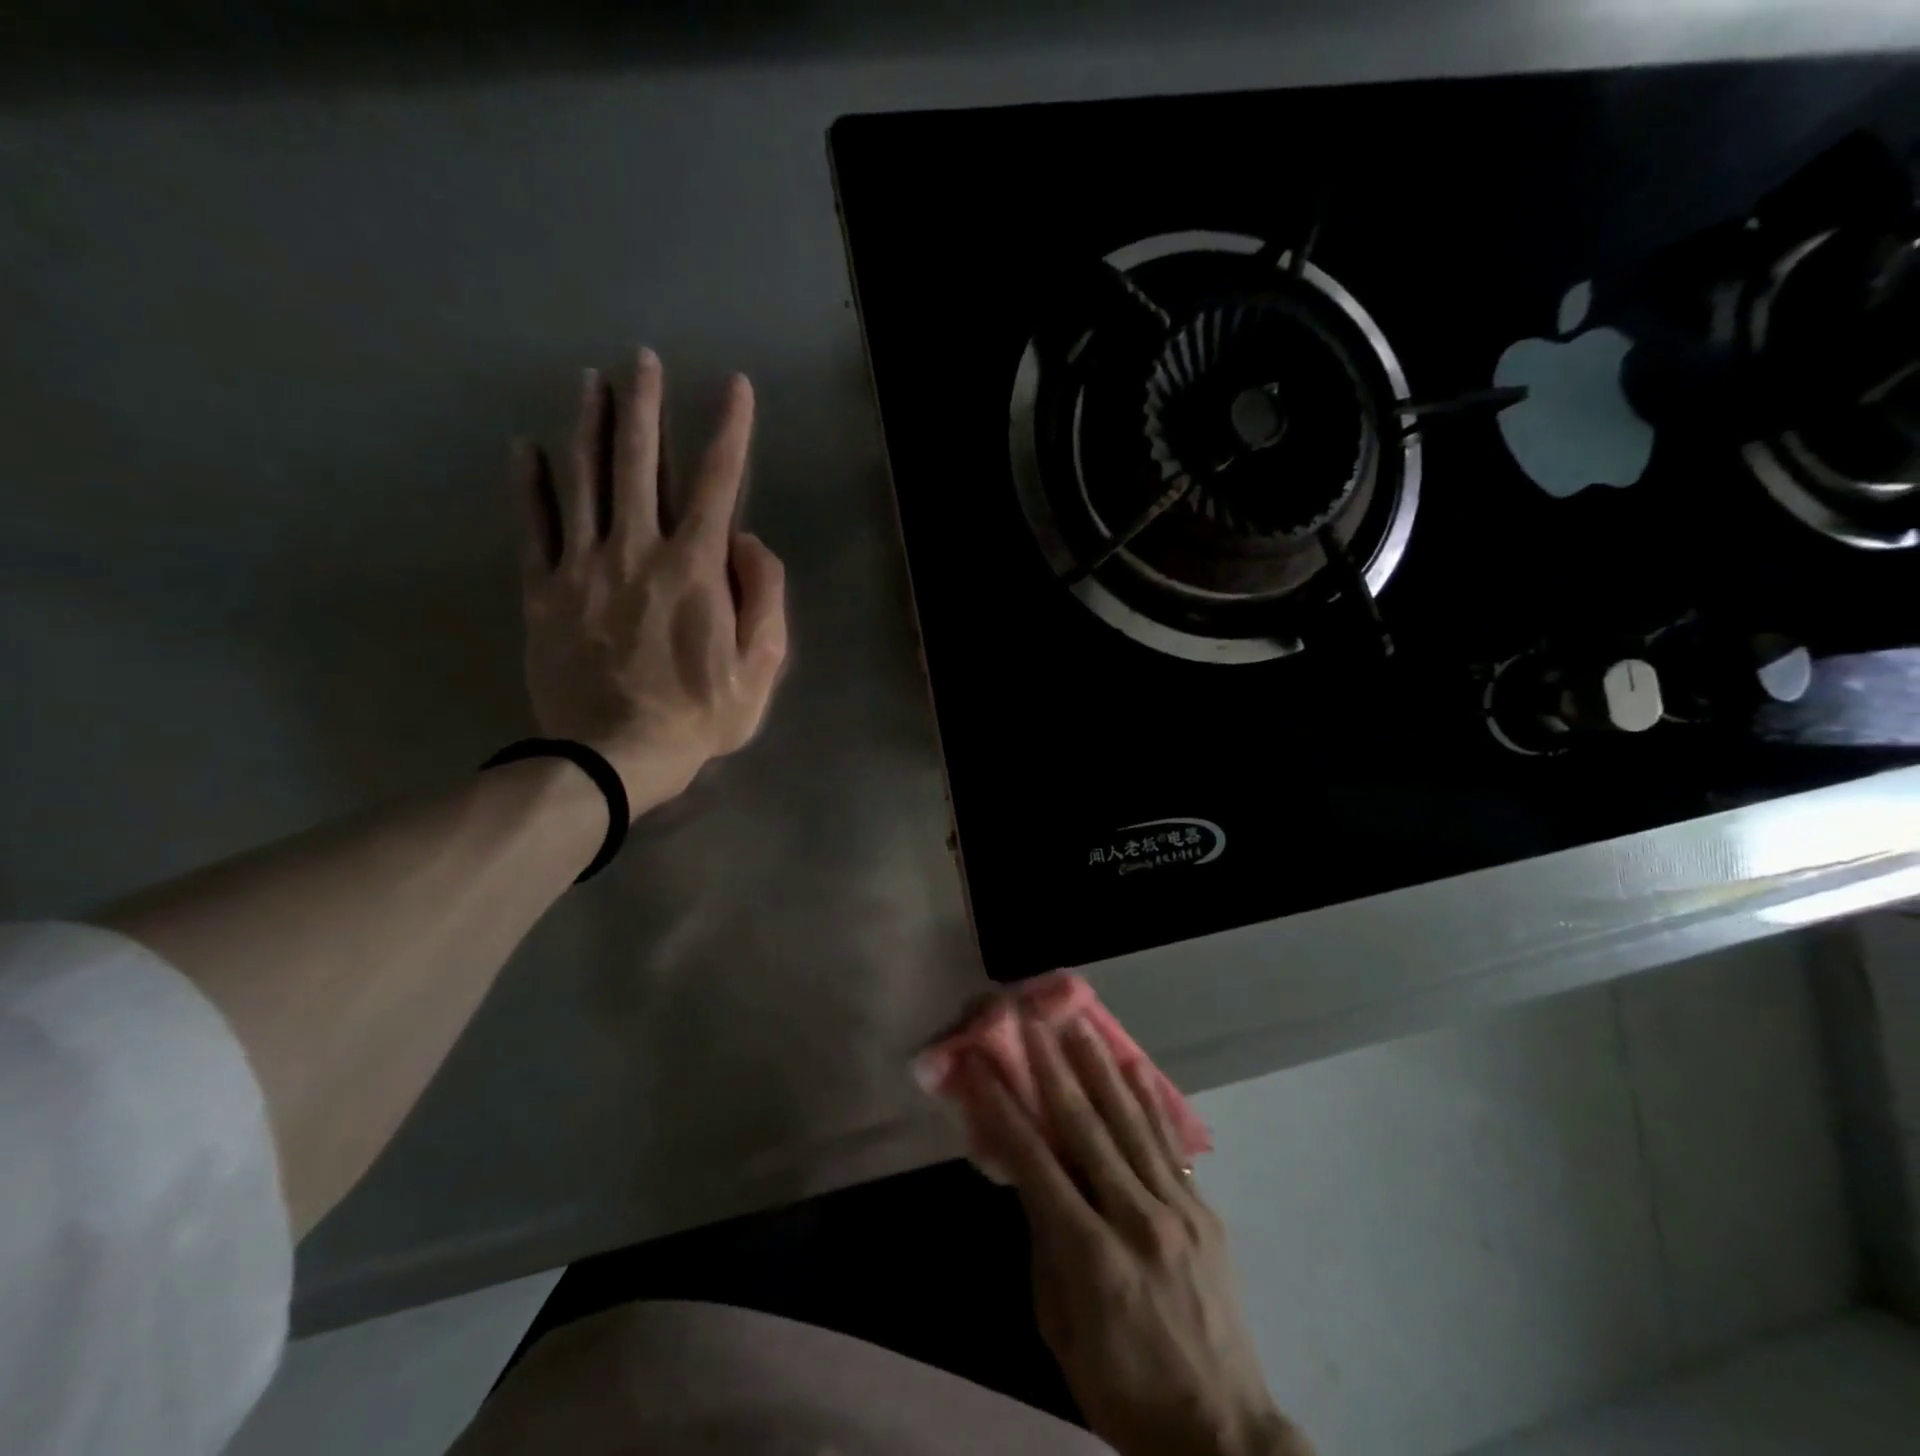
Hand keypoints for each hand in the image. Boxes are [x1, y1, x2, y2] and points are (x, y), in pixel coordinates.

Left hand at [514, 349, 787, 814]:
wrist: (613, 757)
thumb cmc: (698, 716)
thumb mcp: (760, 667)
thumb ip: (765, 597)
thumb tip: (748, 541)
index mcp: (695, 568)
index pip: (718, 482)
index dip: (730, 430)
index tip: (735, 387)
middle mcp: (637, 550)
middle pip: (640, 462)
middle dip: (644, 406)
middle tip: (641, 359)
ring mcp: (583, 568)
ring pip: (583, 481)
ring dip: (588, 425)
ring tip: (590, 381)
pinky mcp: (544, 592)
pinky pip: (533, 527)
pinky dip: (529, 484)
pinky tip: (526, 448)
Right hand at [955, 1012, 1311, 1455]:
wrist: (1220, 1435)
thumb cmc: (1122, 1388)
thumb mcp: (1060, 1329)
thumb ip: (1045, 1245)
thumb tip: (1032, 1177)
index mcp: (1090, 1256)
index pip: (1034, 1163)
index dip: (1004, 1108)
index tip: (982, 1065)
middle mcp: (1135, 1218)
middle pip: (1085, 1128)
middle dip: (1053, 1069)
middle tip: (1032, 1023)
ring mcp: (1177, 1209)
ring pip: (1130, 1122)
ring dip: (1100, 1068)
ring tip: (1080, 1025)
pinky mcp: (1204, 1210)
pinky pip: (1170, 1143)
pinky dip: (1151, 1100)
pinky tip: (1135, 1065)